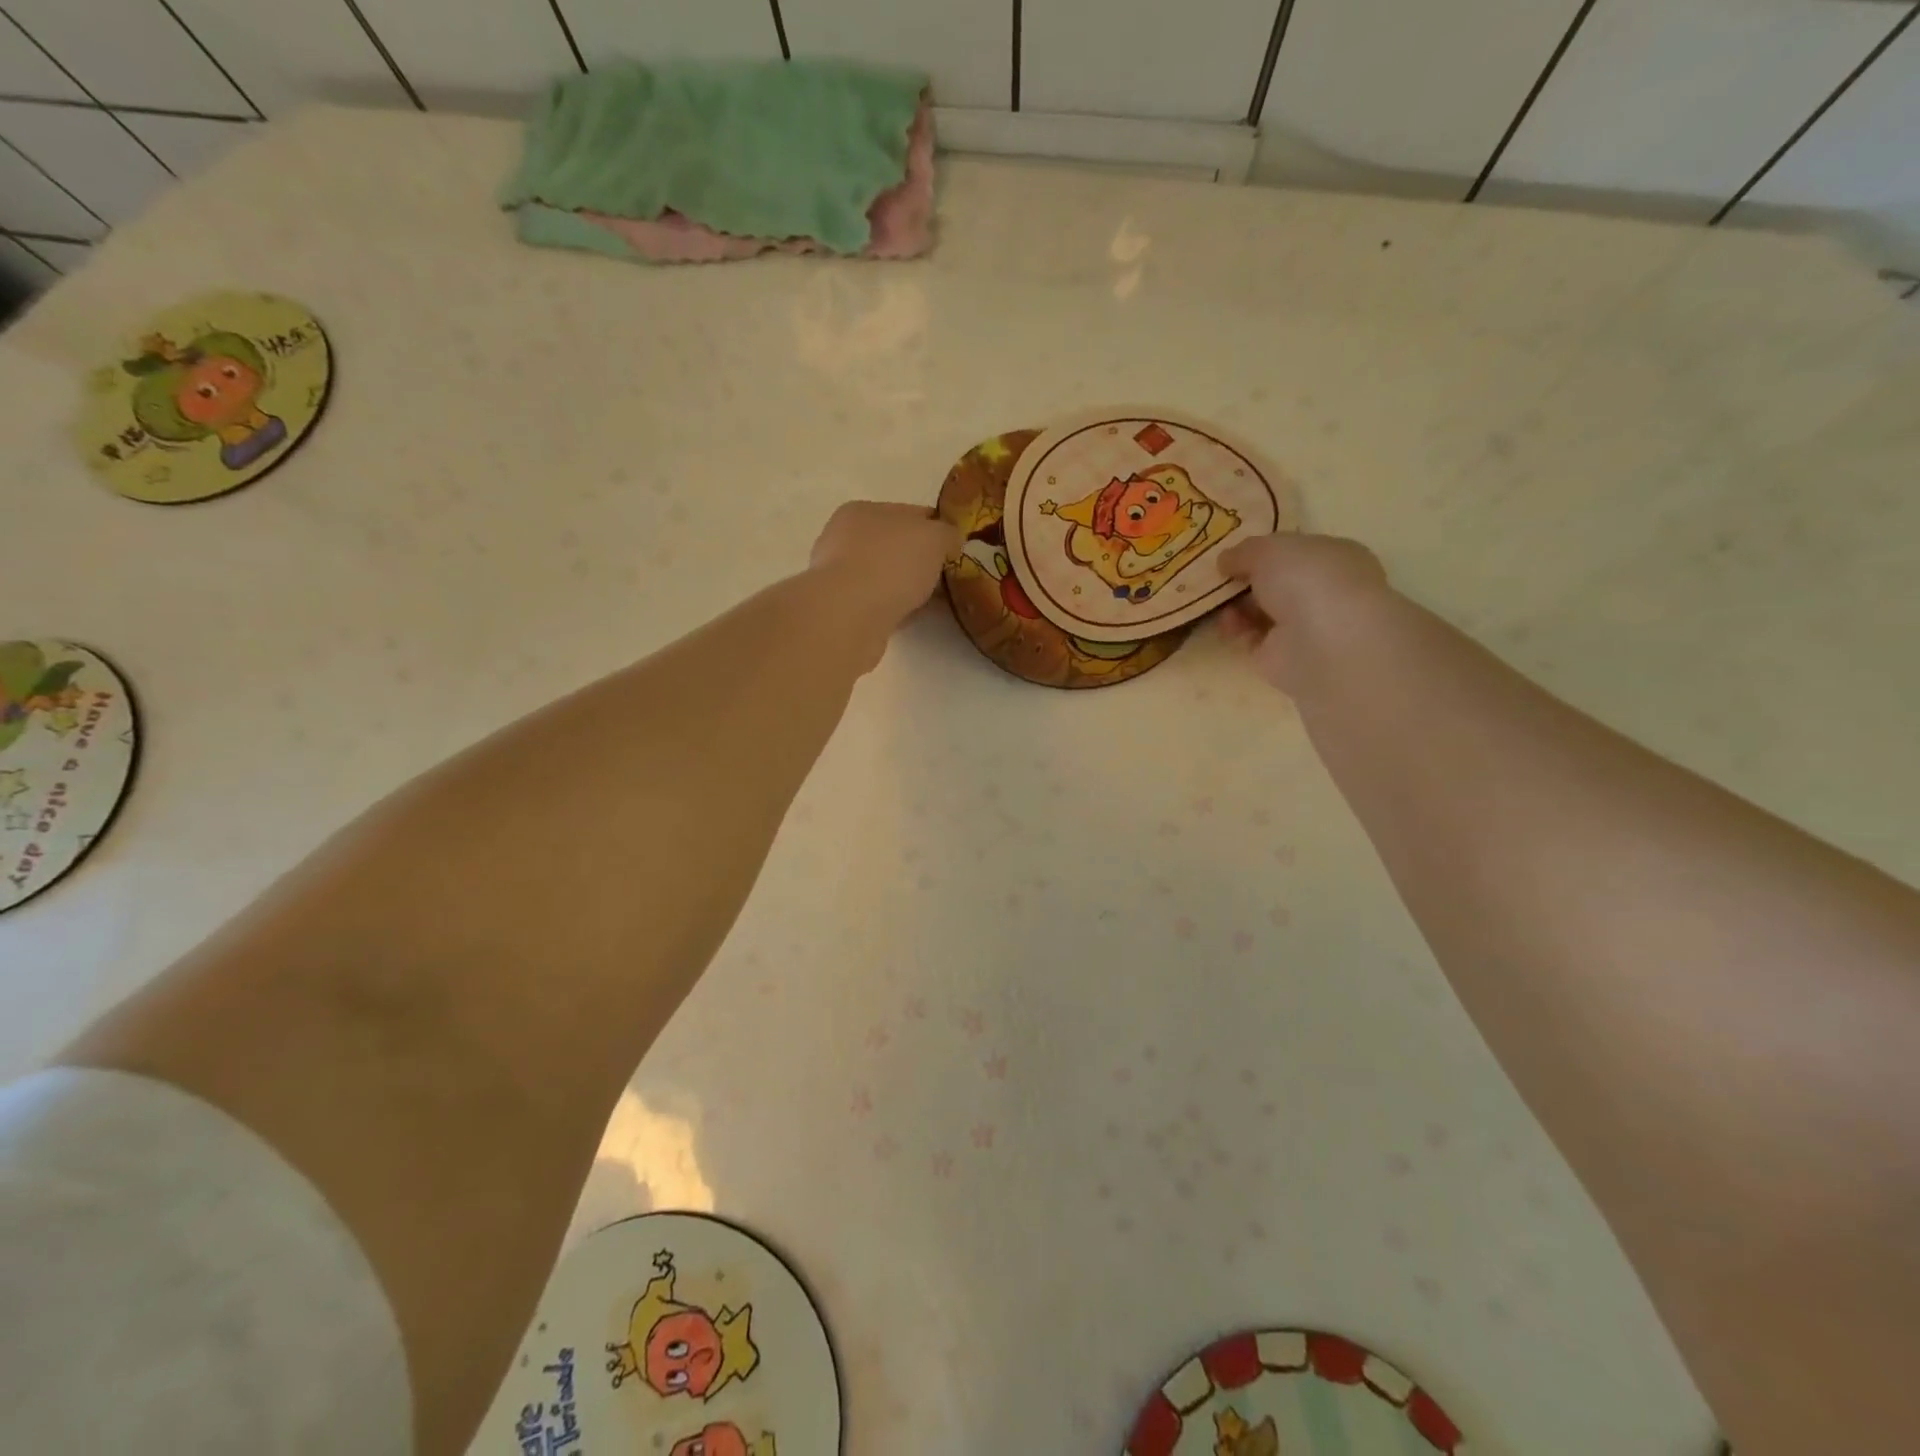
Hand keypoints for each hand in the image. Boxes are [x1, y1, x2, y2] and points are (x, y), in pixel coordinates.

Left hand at [810, 501, 961, 632]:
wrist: (850, 616)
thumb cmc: (891, 563)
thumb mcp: (935, 537)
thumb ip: (947, 533)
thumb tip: (951, 541)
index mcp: (863, 511)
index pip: (908, 513)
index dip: (937, 528)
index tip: (957, 548)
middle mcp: (845, 539)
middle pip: (895, 546)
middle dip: (922, 561)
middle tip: (949, 577)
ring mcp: (840, 576)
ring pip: (886, 577)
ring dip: (909, 587)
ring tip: (937, 601)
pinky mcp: (842, 609)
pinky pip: (880, 603)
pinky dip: (898, 607)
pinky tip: (915, 617)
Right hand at [1218, 532, 1389, 691]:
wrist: (1324, 644)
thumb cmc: (1307, 580)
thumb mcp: (1268, 549)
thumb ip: (1244, 551)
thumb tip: (1226, 561)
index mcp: (1333, 557)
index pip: (1295, 552)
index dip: (1263, 551)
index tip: (1233, 554)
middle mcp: (1322, 591)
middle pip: (1275, 583)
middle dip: (1245, 580)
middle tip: (1218, 577)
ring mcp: (1303, 626)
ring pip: (1261, 611)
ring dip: (1235, 604)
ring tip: (1216, 600)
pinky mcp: (1281, 656)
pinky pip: (1250, 638)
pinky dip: (1234, 629)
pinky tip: (1225, 622)